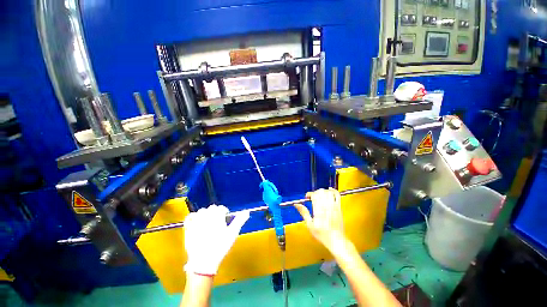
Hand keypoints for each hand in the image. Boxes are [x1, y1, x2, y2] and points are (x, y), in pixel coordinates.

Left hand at [183, 205, 249, 275]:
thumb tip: (247, 212)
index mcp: (217, 216)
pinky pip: (190, 217)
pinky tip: (196, 221)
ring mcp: (196, 221)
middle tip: (218, 221)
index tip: (225, 217)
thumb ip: (240, 221)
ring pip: (201, 211)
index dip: (224, 212)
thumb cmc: (220, 246)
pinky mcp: (188, 228)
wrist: (204, 261)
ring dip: (205, 214)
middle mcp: (206, 216)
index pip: (221, 208)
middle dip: (215, 212)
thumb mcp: (232, 233)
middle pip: (211, 208)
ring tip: (208, 221)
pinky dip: (193, 217)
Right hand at [295, 188, 348, 252]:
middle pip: (321, 192)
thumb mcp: (309, 225)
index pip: (314, 195)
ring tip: (320, 196)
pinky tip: (329, 190)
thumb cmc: (321, 234)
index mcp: (318, 210)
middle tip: (313, 198)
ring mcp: (334, 206)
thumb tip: (296, 204)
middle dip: (315, 193)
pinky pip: (337, 195)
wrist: (336, 240)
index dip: (310, 194)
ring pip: (328, 192)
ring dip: (323, 191)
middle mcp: (326, 206)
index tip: (307, 197)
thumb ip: (304, 212)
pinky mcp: (339, 207)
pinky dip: (333, 190)